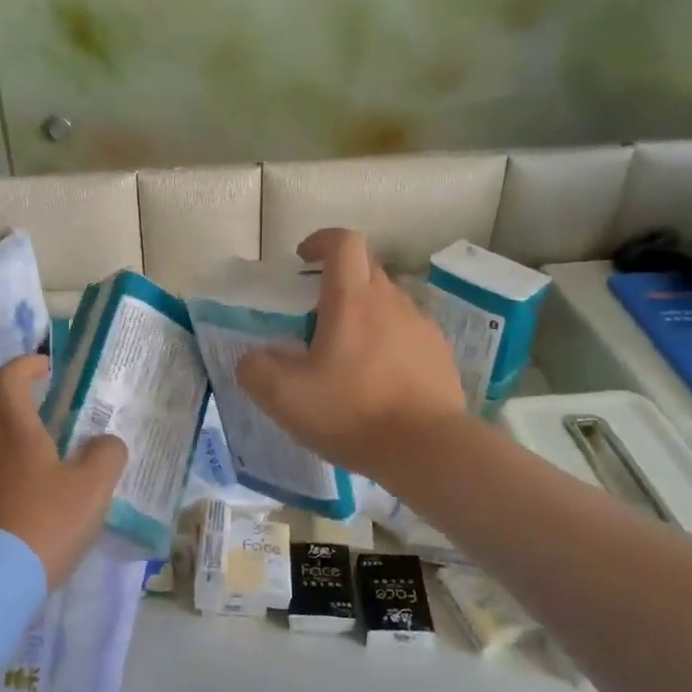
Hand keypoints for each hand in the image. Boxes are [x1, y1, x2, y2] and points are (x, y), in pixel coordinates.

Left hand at [0, 354, 128, 588]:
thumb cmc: (43, 524)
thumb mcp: (92, 489)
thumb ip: (106, 456)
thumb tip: (106, 442)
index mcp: (13, 431)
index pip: (7, 378)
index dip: (25, 365)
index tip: (46, 369)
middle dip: (13, 405)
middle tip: (43, 420)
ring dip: (6, 449)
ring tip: (38, 473)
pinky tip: (19, 510)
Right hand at [236, 228, 465, 487]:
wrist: (428, 450)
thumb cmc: (353, 413)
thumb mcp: (285, 397)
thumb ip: (256, 369)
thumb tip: (252, 358)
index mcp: (352, 299)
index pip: (343, 241)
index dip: (320, 241)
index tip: (302, 259)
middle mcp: (391, 301)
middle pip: (365, 268)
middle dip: (337, 279)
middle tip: (314, 315)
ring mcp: (421, 326)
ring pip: (387, 302)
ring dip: (363, 313)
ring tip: (345, 355)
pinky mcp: (439, 354)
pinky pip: (407, 333)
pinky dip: (387, 341)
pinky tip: (377, 380)